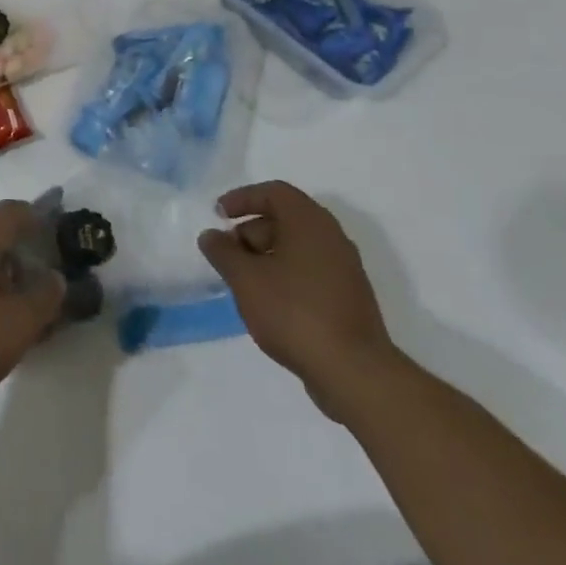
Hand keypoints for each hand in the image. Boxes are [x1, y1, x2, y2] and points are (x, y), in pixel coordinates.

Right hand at [198, 181, 402, 420]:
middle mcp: (331, 237)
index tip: (218, 215)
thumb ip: (223, 252)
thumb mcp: (246, 279)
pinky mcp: (348, 297)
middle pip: (285, 218)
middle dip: (250, 230)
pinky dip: (284, 275)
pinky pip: (310, 271)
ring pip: (297, 247)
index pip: (274, 192)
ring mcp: (344, 269)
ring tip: (243, 282)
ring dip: (266, 255)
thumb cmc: (294, 312)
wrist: (354, 372)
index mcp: (309, 222)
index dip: (242, 198)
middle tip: (228, 254)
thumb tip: (211, 235)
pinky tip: (268, 303)